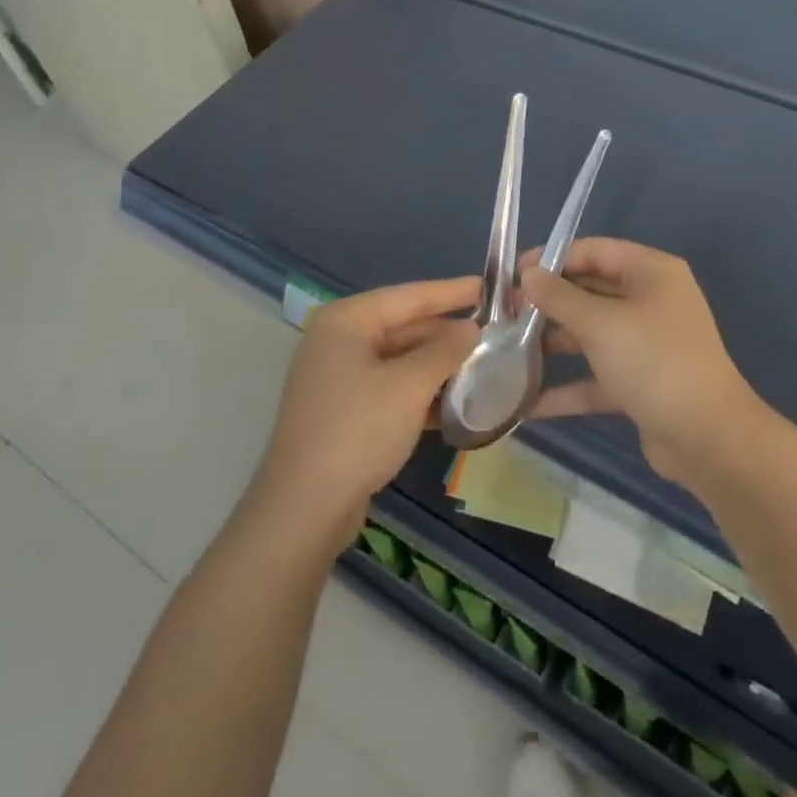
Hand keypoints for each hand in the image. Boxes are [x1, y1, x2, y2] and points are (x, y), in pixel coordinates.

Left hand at [255, 277, 479, 542]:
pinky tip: (456, 402)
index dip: (450, 292)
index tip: (487, 285)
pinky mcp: (344, 413)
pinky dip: (420, 392)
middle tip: (493, 332)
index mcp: (345, 321)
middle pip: (403, 327)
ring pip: (399, 360)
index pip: (408, 296)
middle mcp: (338, 342)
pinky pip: (391, 389)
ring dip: (438, 366)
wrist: (304, 511)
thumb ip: (445, 350)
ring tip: (483, 365)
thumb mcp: (410, 385)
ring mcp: (338, 379)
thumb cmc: (358, 431)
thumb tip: (471, 328)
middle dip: (446, 334)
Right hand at [521, 240, 764, 486]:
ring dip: (555, 341)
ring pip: (593, 333)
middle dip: (550, 302)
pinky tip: (529, 402)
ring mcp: (647, 343)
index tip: (514, 274)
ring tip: (509, 349)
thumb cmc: (654, 361)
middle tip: (507, 313)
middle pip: (592, 290)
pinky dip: (569, 385)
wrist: (707, 437)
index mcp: (651, 272)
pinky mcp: (641, 382)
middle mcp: (651, 300)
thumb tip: (529, 273)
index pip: (595, 251)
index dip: (553, 258)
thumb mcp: (601, 324)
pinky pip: (598, 375)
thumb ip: (560, 297)